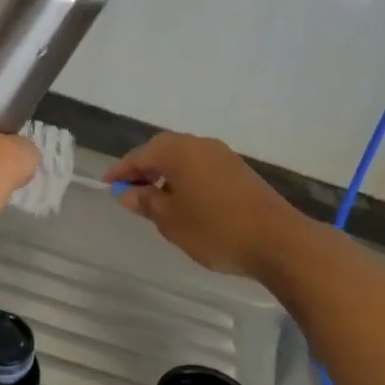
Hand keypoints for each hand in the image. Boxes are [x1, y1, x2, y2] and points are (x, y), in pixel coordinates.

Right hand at [107, 133, 304, 278]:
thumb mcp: (172, 221)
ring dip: (167, 174)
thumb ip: (147, 203)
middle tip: (130, 191)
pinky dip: (187, 179)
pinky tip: (186, 202)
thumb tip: (128, 192)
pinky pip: (202, 167)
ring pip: (184, 158)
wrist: (277, 239)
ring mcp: (223, 155)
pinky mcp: (239, 170)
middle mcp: (199, 144)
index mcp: (178, 151)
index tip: (107, 185)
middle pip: (163, 150)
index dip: (121, 170)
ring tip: (156, 200)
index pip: (140, 155)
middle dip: (144, 168)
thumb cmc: (216, 229)